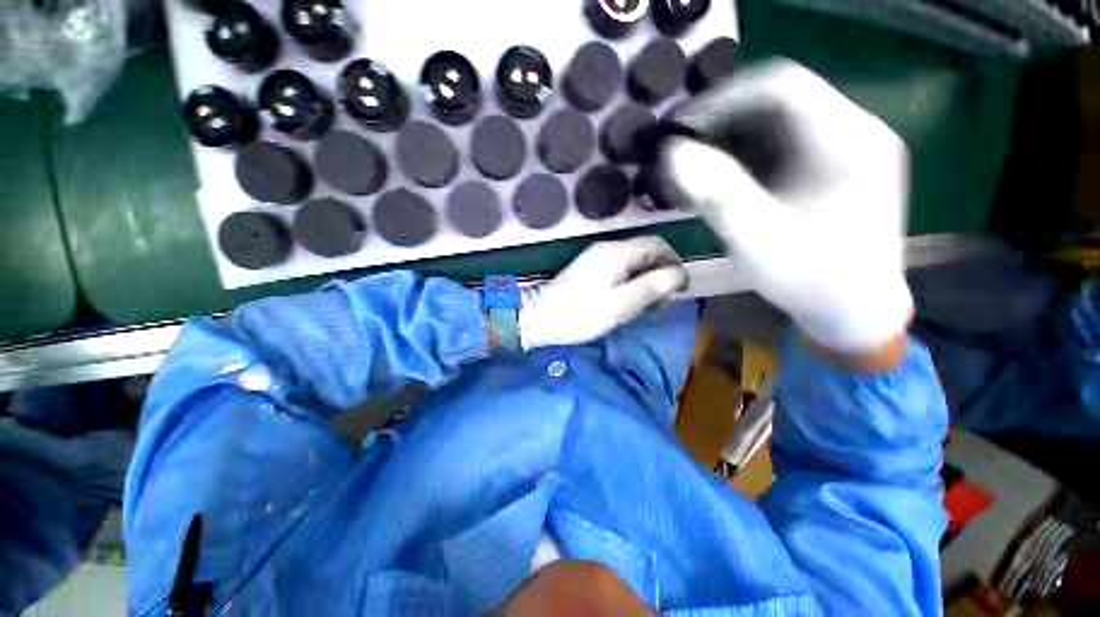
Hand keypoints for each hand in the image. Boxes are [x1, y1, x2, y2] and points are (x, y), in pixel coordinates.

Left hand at [519, 237, 687, 349]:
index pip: (657, 244)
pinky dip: (631, 284)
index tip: (677, 289)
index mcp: (617, 252)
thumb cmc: (580, 315)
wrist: (539, 318)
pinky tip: (627, 303)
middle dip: (660, 276)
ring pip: (634, 263)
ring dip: (645, 282)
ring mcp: (597, 258)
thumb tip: (679, 273)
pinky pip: (620, 271)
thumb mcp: (620, 305)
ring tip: (644, 308)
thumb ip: (651, 287)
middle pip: (647, 253)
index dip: (674, 263)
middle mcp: (608, 248)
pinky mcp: (590, 269)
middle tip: (659, 304)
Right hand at [663, 60, 912, 358]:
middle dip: (722, 120)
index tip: (681, 127)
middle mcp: (854, 132)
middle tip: (681, 148)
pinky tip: (720, 178)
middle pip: (779, 101)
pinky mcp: (832, 167)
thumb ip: (717, 193)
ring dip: (729, 139)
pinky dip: (744, 156)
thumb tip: (672, 154)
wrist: (853, 311)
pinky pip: (781, 145)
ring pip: (777, 122)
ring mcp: (845, 148)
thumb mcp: (758, 239)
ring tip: (694, 165)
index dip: (724, 99)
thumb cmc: (811, 281)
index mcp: (849, 142)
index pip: (782, 87)